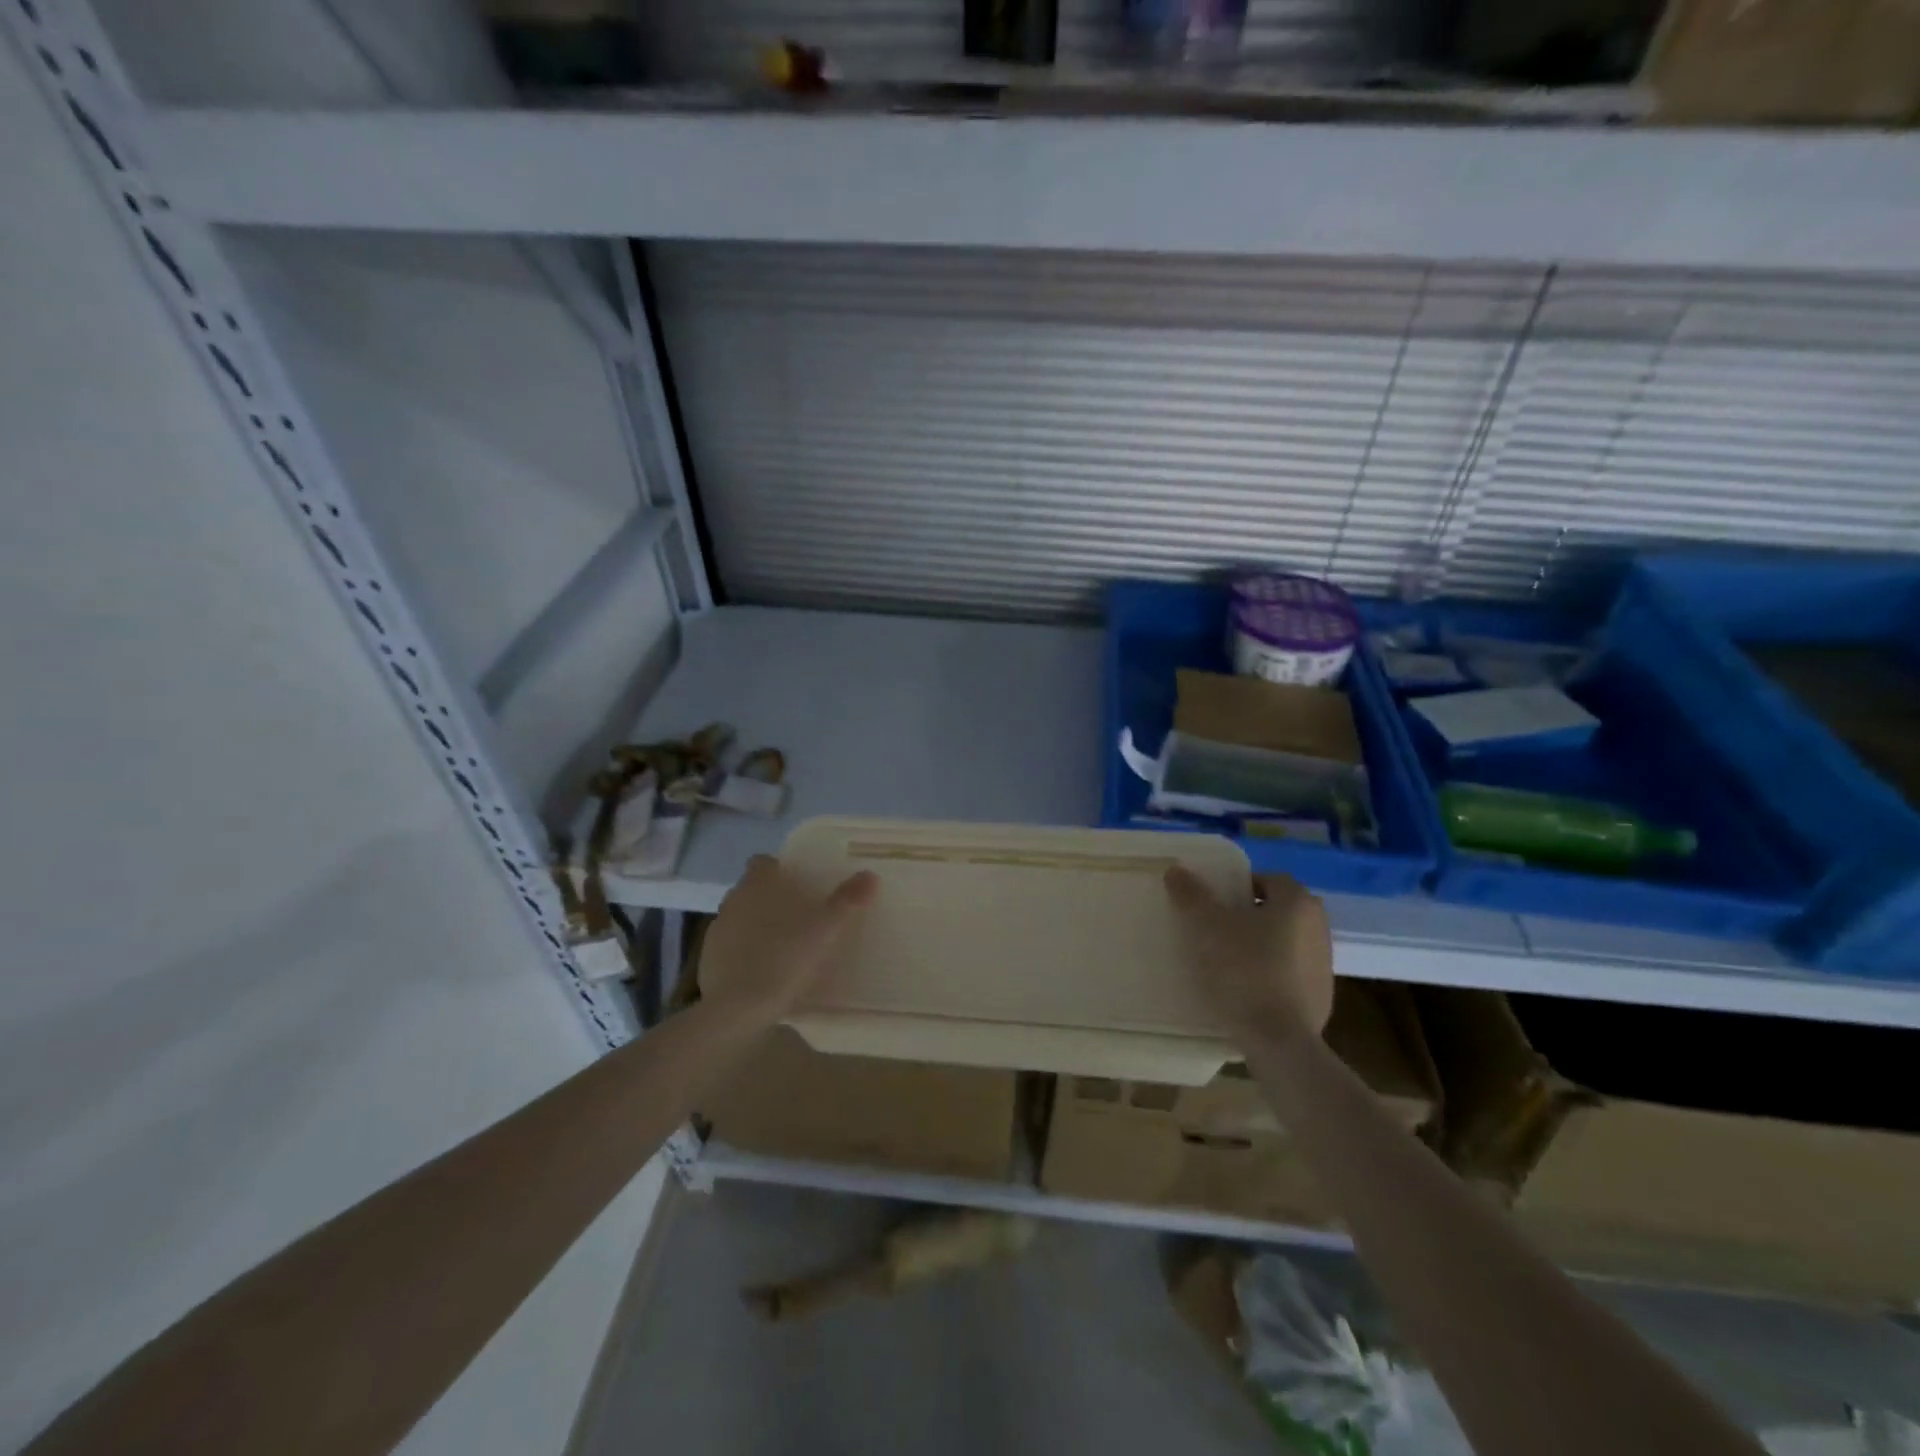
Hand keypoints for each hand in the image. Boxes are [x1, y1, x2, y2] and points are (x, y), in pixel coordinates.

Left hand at [698, 855, 877, 1026]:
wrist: (738, 1010)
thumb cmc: (784, 958)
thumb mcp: (825, 929)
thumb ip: (847, 901)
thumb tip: (870, 875)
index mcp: (756, 885)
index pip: (763, 862)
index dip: (779, 870)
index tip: (800, 884)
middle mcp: (732, 901)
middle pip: (751, 890)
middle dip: (771, 899)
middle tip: (800, 918)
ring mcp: (716, 933)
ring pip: (740, 919)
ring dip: (756, 927)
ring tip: (784, 947)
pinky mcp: (707, 963)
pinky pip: (730, 949)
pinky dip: (744, 955)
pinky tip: (764, 974)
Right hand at [1164, 867, 1333, 1051]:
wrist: (1278, 1042)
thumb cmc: (1245, 970)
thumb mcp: (1207, 926)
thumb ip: (1191, 894)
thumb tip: (1176, 869)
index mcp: (1298, 903)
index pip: (1267, 879)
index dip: (1237, 886)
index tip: (1212, 903)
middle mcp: (1319, 927)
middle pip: (1276, 910)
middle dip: (1247, 915)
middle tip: (1214, 928)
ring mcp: (1324, 965)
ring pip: (1283, 942)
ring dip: (1258, 945)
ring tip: (1225, 960)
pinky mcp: (1321, 999)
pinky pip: (1288, 974)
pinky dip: (1268, 974)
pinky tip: (1243, 990)